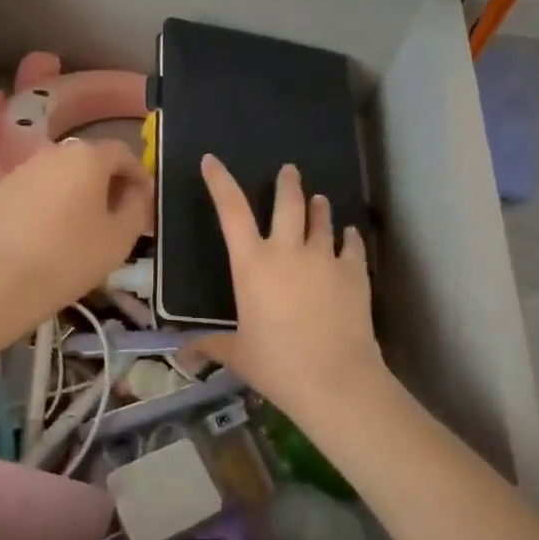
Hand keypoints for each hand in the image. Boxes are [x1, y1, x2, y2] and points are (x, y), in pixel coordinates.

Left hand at [0, 139, 152, 322]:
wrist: (2, 282)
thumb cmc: (71, 258)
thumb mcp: (121, 237)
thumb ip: (137, 206)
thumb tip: (136, 192)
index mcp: (87, 158)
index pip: (122, 152)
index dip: (138, 174)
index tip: (144, 199)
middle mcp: (52, 153)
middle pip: (87, 160)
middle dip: (105, 182)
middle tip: (115, 212)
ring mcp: (19, 171)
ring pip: (57, 175)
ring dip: (73, 191)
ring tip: (79, 225)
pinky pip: (32, 191)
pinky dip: (45, 204)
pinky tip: (45, 234)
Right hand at [198, 154, 386, 419]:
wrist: (334, 379)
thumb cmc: (276, 364)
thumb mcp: (237, 354)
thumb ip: (211, 346)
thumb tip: (183, 356)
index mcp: (252, 264)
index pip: (231, 210)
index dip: (219, 182)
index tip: (212, 160)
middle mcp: (288, 250)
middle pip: (288, 203)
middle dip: (287, 183)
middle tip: (289, 171)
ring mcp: (325, 258)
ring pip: (322, 220)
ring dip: (319, 207)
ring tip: (320, 200)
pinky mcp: (354, 272)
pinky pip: (352, 245)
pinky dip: (349, 238)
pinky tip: (350, 235)